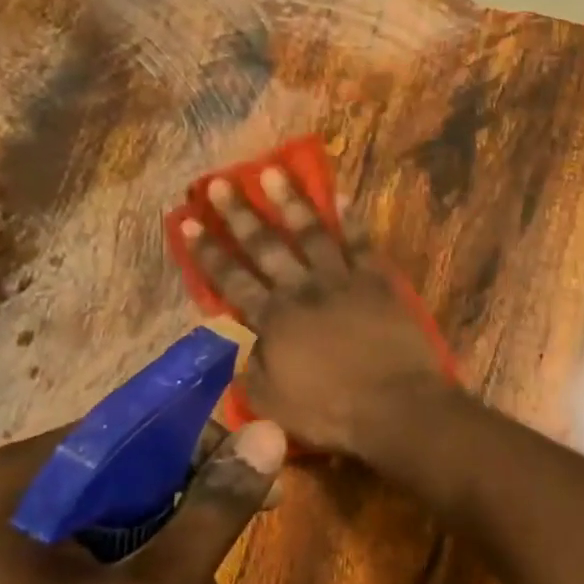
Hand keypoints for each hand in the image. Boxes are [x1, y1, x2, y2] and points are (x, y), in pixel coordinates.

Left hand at [0, 418, 285, 583]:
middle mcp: (5, 496)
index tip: (260, 493)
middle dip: (190, 519)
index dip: (210, 453)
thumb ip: (215, 512)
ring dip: (166, 560)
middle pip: (126, 479)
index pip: (140, 428)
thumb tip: (268, 433)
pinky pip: (78, 561)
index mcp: (30, 477)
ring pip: (107, 525)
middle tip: (236, 558)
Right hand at [182, 168, 451, 455]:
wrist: (396, 405)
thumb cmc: (332, 412)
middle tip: (219, 183)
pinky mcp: (378, 282)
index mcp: (273, 320)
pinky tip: (342, 194)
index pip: (231, 279)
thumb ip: (249, 371)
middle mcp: (302, 290)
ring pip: (311, 233)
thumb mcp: (272, 403)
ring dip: (290, 202)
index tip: (187, 221)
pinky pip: (361, 243)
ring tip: (272, 171)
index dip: (207, 251)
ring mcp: (342, 281)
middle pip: (265, 246)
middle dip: (239, 214)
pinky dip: (351, 218)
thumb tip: (237, 347)